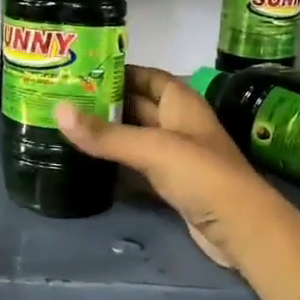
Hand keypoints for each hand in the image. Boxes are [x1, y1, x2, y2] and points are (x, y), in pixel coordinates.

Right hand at [54, 66, 280, 270]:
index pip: (148, 76)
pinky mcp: (171, 184)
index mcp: (181, 103)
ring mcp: (176, 156)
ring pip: (136, 136)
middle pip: (138, 105)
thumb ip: (106, 134)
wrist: (241, 228)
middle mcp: (179, 124)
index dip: (120, 70)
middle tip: (64, 99)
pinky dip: (116, 162)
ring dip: (109, 133)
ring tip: (68, 126)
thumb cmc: (202, 175)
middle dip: (106, 102)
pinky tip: (88, 162)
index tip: (82, 71)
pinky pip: (138, 165)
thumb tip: (58, 111)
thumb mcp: (152, 148)